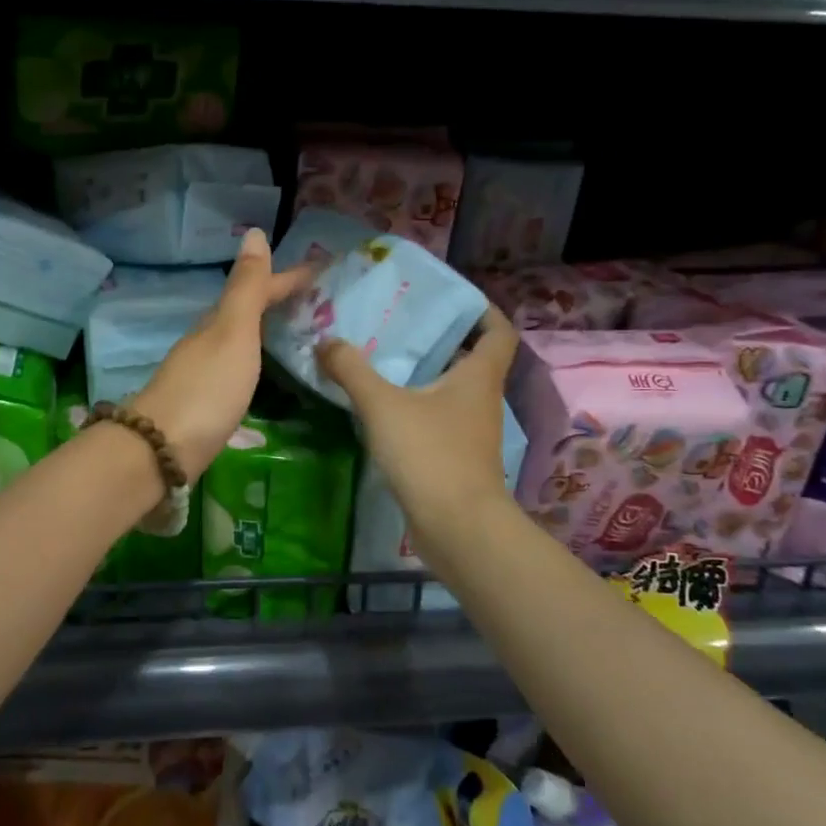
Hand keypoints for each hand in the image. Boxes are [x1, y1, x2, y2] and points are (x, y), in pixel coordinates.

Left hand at [135, 229, 312, 481]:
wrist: (161, 451)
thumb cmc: (206, 388)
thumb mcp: (232, 332)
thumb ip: (246, 288)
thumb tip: (254, 232)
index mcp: (218, 322)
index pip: (259, 289)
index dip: (290, 278)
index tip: (324, 269)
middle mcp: (209, 342)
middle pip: (248, 313)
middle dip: (280, 302)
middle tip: (320, 302)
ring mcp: (205, 374)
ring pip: (241, 341)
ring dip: (269, 330)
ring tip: (302, 332)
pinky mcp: (207, 404)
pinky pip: (240, 369)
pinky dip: (258, 361)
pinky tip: (268, 374)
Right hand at [316, 308, 519, 554]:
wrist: (456, 528)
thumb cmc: (430, 454)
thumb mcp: (383, 406)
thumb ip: (352, 370)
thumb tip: (326, 342)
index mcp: (478, 377)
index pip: (498, 332)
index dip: (482, 311)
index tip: (452, 298)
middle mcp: (481, 400)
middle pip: (471, 359)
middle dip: (440, 339)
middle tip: (400, 322)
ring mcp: (471, 432)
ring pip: (452, 390)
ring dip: (425, 374)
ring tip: (383, 359)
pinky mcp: (456, 458)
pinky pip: (438, 419)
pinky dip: (417, 406)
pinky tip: (383, 407)